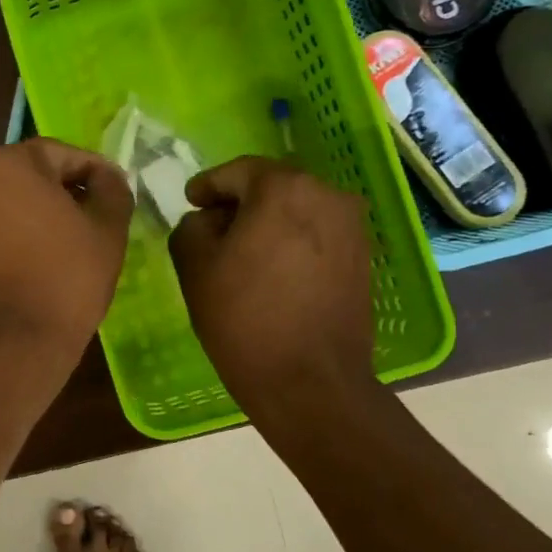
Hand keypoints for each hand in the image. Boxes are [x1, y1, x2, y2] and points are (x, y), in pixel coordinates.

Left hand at [0, 139, 132, 360]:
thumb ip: (112, 190)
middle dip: (57, 192)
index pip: (59, 153)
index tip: (113, 192)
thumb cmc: (65, 279)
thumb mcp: (107, 231)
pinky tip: (24, 268)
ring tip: (56, 248)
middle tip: (87, 219)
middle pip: (24, 177)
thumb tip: (106, 178)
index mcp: (8, 164)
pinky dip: (3, 241)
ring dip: (27, 217)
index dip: (92, 171)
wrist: (8, 345)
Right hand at [169, 156, 373, 398]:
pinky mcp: (362, 258)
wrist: (309, 381)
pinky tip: (271, 271)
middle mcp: (327, 195)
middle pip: (271, 187)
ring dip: (267, 223)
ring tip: (240, 254)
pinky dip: (290, 242)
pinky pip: (316, 235)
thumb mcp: (194, 266)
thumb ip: (191, 226)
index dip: (208, 185)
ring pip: (296, 210)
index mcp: (284, 188)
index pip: (236, 171)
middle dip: (238, 203)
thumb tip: (207, 220)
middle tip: (210, 229)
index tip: (190, 202)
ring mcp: (352, 227)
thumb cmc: (244, 317)